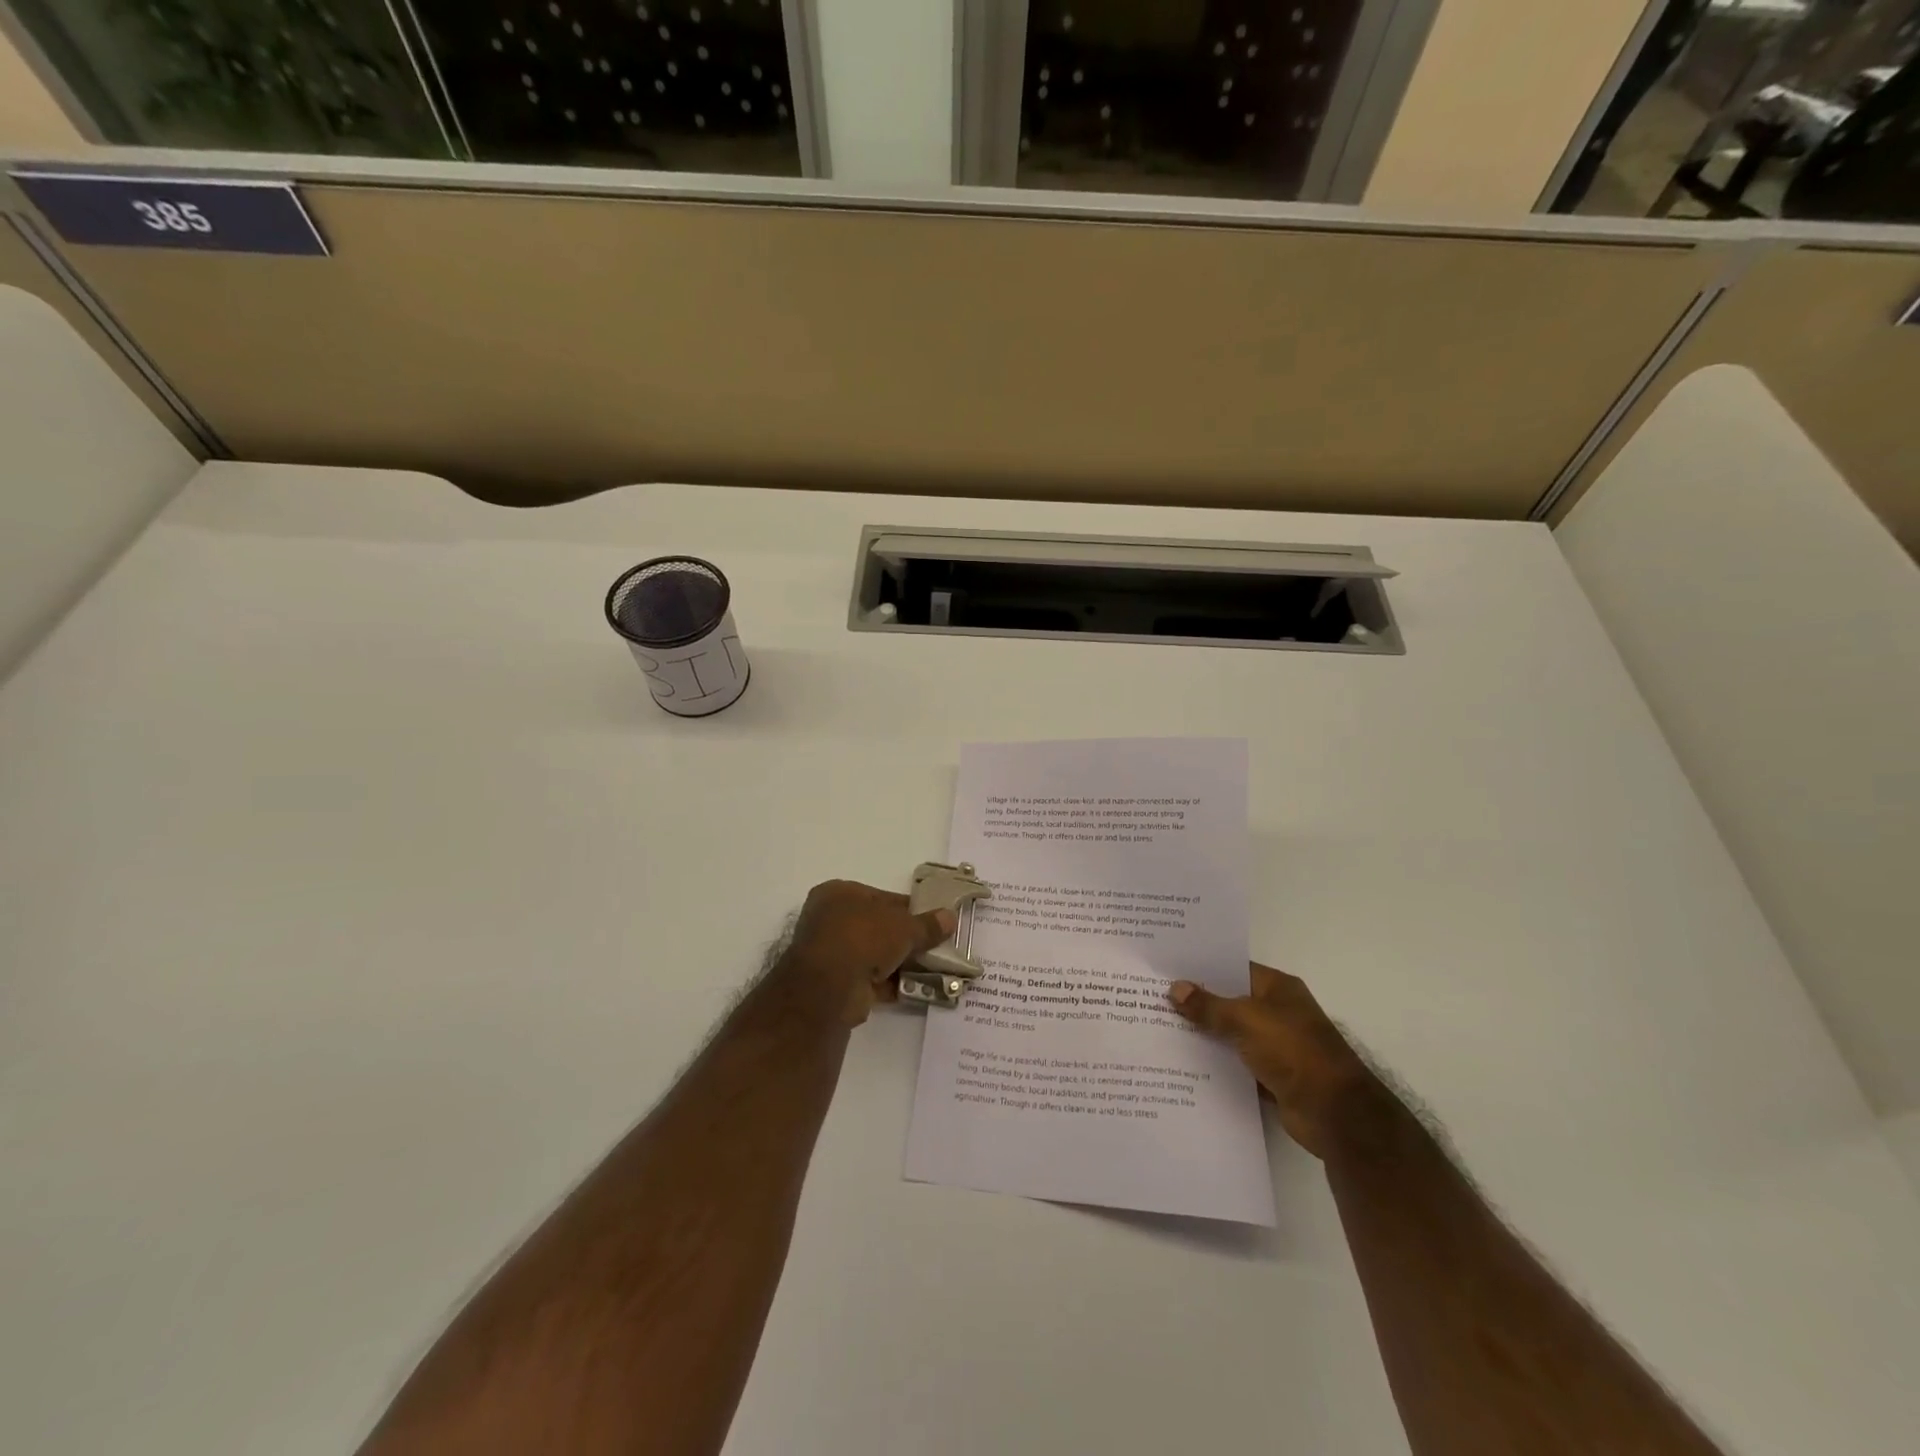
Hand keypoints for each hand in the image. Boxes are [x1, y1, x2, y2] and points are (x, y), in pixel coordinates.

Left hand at [778, 880, 956, 1025]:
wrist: (829, 987)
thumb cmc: (863, 938)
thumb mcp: (904, 927)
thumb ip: (927, 924)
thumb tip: (950, 917)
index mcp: (839, 893)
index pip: (881, 897)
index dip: (909, 909)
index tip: (932, 920)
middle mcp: (829, 919)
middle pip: (877, 927)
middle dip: (905, 939)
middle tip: (934, 946)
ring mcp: (830, 953)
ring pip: (873, 954)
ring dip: (898, 963)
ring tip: (931, 969)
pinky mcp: (833, 983)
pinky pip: (868, 979)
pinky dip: (889, 983)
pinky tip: (915, 988)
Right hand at [1168, 963, 1376, 1159]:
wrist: (1334, 1113)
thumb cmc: (1293, 1050)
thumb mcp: (1246, 1019)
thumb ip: (1209, 1006)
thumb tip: (1175, 988)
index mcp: (1277, 988)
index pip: (1233, 968)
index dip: (1202, 968)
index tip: (1167, 968)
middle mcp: (1277, 1012)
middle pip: (1229, 1001)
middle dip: (1197, 1002)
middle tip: (1154, 997)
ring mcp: (1275, 1045)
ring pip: (1230, 1034)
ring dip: (1204, 1034)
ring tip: (1160, 1028)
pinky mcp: (1271, 1076)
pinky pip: (1235, 1063)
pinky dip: (1215, 1064)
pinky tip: (1183, 1063)